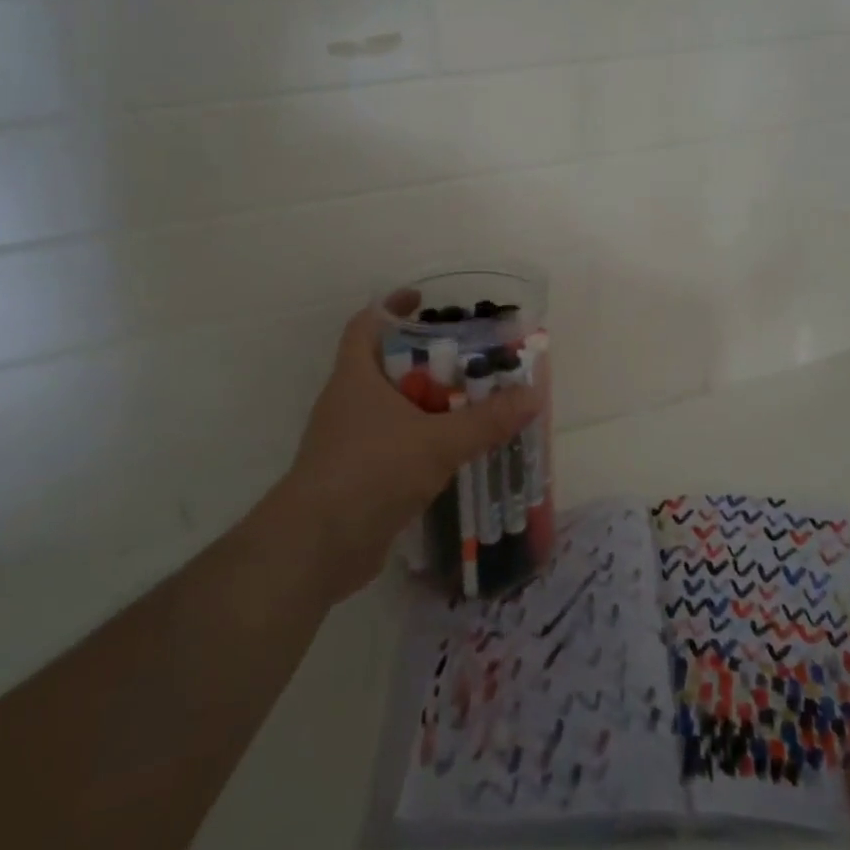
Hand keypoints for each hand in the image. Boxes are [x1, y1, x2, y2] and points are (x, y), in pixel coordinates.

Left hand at [280, 297, 540, 602]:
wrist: (316, 548)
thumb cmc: (371, 472)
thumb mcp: (438, 442)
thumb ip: (486, 420)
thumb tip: (533, 396)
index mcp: (355, 377)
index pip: (365, 325)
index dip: (392, 307)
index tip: (424, 302)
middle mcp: (348, 402)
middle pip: (388, 366)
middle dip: (428, 360)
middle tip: (470, 359)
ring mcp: (350, 441)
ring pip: (394, 409)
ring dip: (428, 405)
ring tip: (473, 404)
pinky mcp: (358, 476)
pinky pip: (396, 445)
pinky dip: (422, 441)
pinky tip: (454, 452)